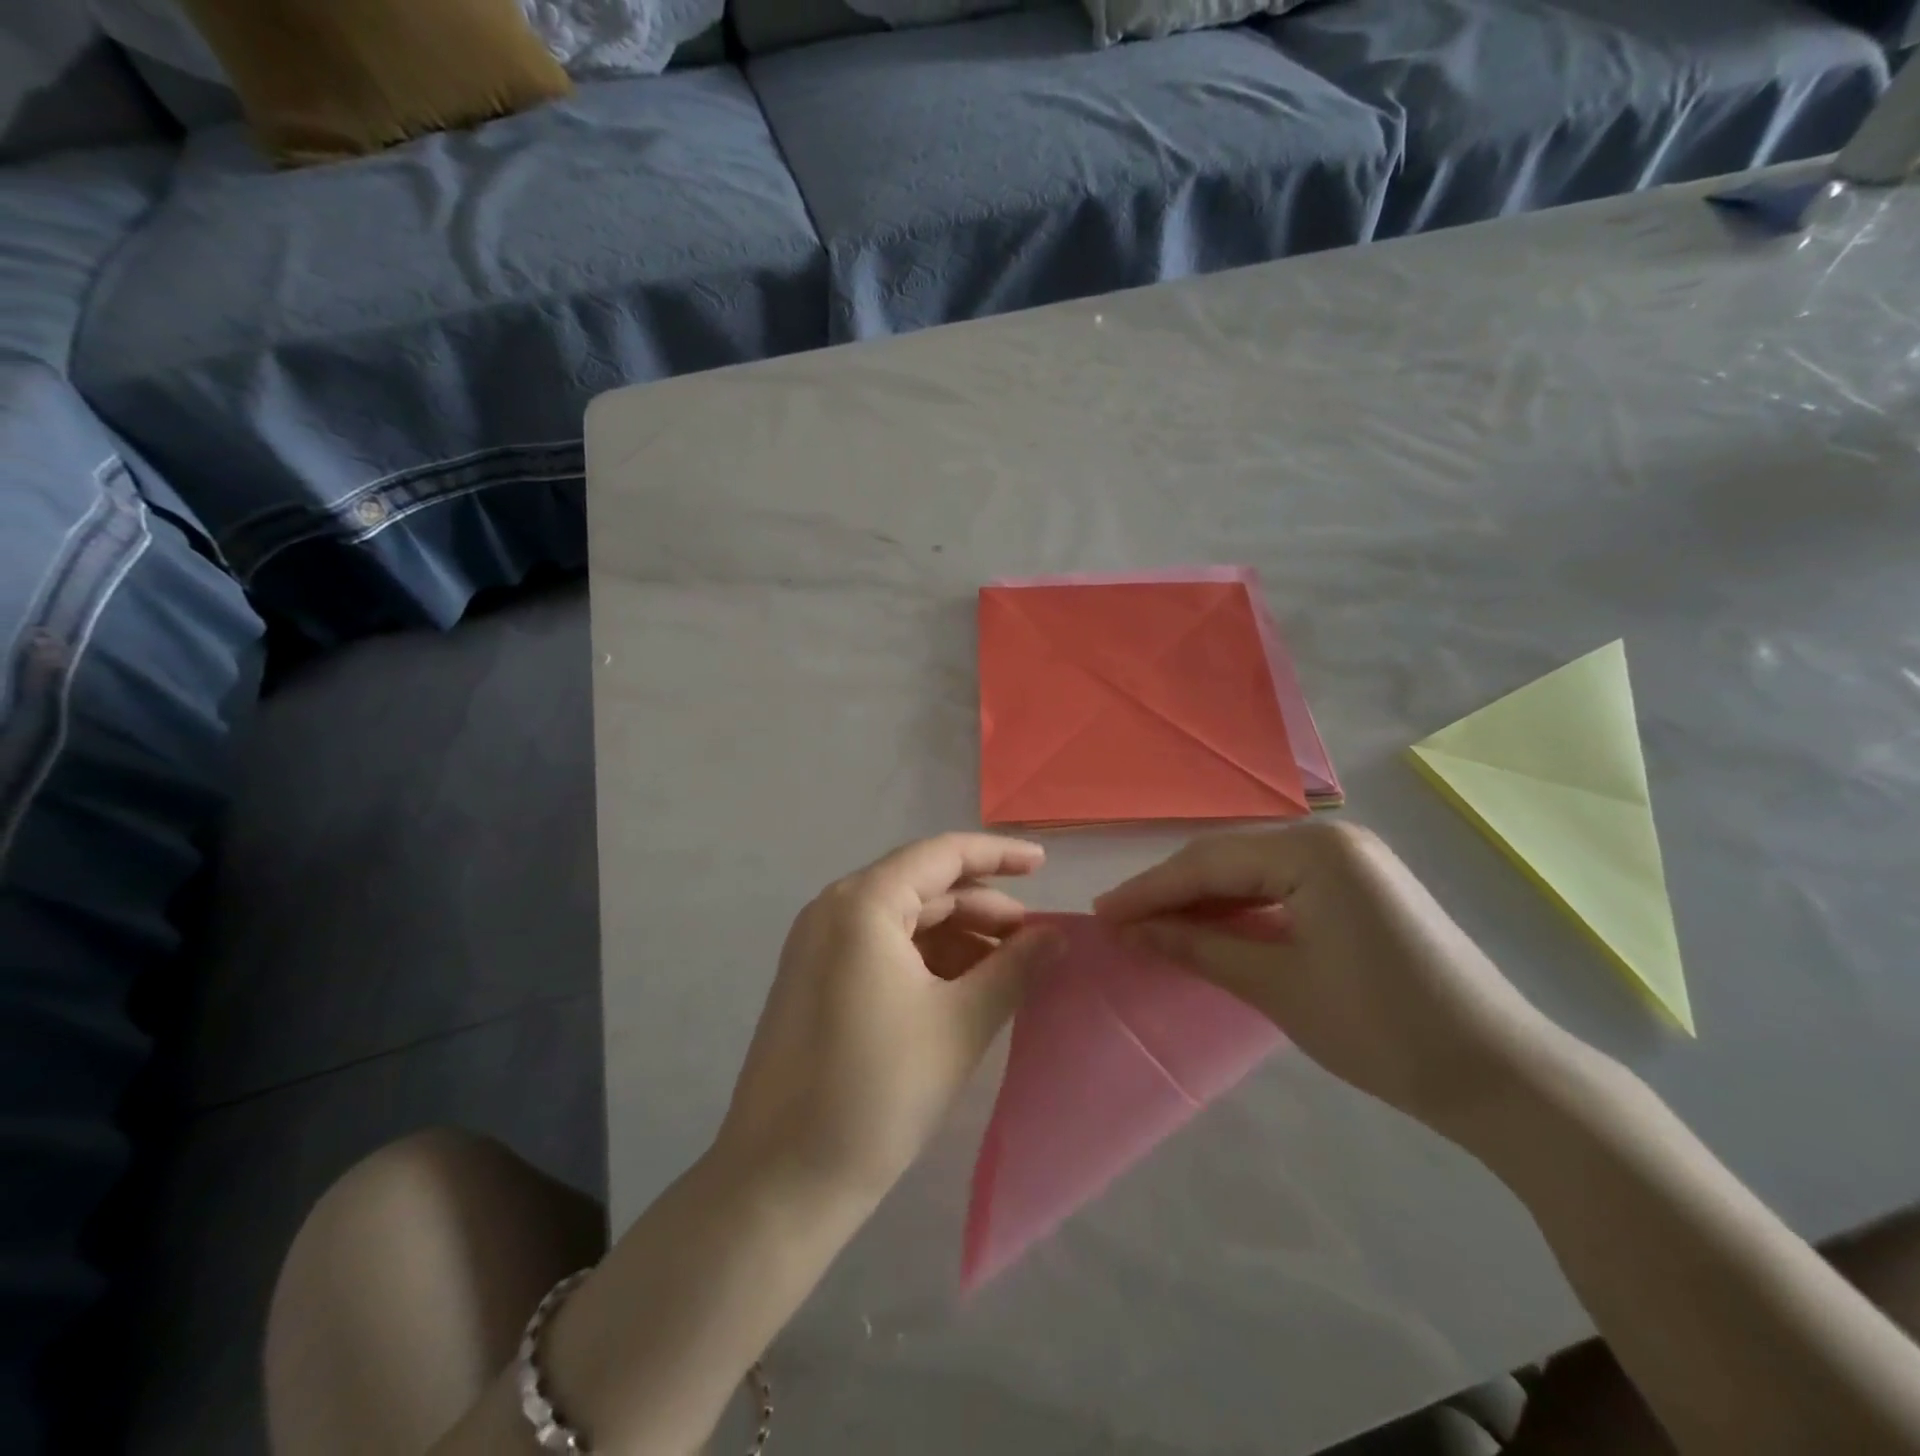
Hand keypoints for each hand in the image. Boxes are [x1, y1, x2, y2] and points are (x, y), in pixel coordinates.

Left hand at [715, 834, 1060, 1202]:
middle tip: (1036, 940)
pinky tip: (965, 989)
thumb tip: (1055, 936)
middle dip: (983, 909)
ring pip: (904, 921)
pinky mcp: (815, 980)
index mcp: (863, 903)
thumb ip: (1015, 968)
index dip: (997, 855)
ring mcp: (818, 946)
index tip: (1044, 863)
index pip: (942, 855)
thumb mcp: (960, 1023)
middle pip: (924, 887)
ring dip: (959, 938)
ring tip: (1009, 971)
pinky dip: (928, 960)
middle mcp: (834, 910)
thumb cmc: (878, 1090)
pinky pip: (882, 949)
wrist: (783, 1180)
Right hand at [1094, 822, 1572, 1136]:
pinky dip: (1242, 906)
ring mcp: (1352, 860)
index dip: (1149, 890)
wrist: (1502, 1075)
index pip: (1208, 863)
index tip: (1101, 914)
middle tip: (1121, 921)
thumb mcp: (1277, 987)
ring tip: (1155, 925)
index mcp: (1314, 851)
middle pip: (1228, 858)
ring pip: (1253, 870)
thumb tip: (1131, 930)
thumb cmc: (1384, 1030)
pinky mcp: (1362, 886)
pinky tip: (1214, 926)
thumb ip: (1199, 947)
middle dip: (1172, 890)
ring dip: (1204, 898)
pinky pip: (1284, 885)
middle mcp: (1331, 839)